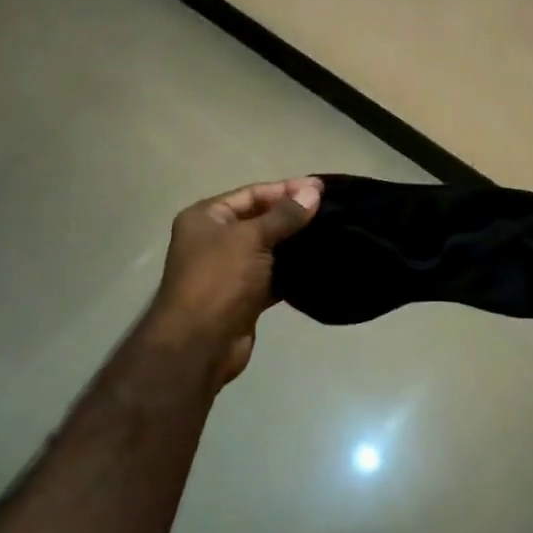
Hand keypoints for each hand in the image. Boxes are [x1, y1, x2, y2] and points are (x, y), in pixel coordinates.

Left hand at [144, 177, 321, 387]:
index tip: (322, 188)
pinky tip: (319, 264)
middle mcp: (215, 240)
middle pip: (260, 220)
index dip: (286, 189)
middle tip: (333, 211)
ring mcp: (229, 270)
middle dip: (293, 216)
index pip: (252, 194)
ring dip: (295, 244)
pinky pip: (273, 276)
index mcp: (206, 217)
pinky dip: (292, 272)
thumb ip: (284, 215)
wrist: (200, 344)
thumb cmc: (219, 280)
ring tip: (333, 234)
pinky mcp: (244, 297)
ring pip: (269, 249)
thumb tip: (314, 190)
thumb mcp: (251, 238)